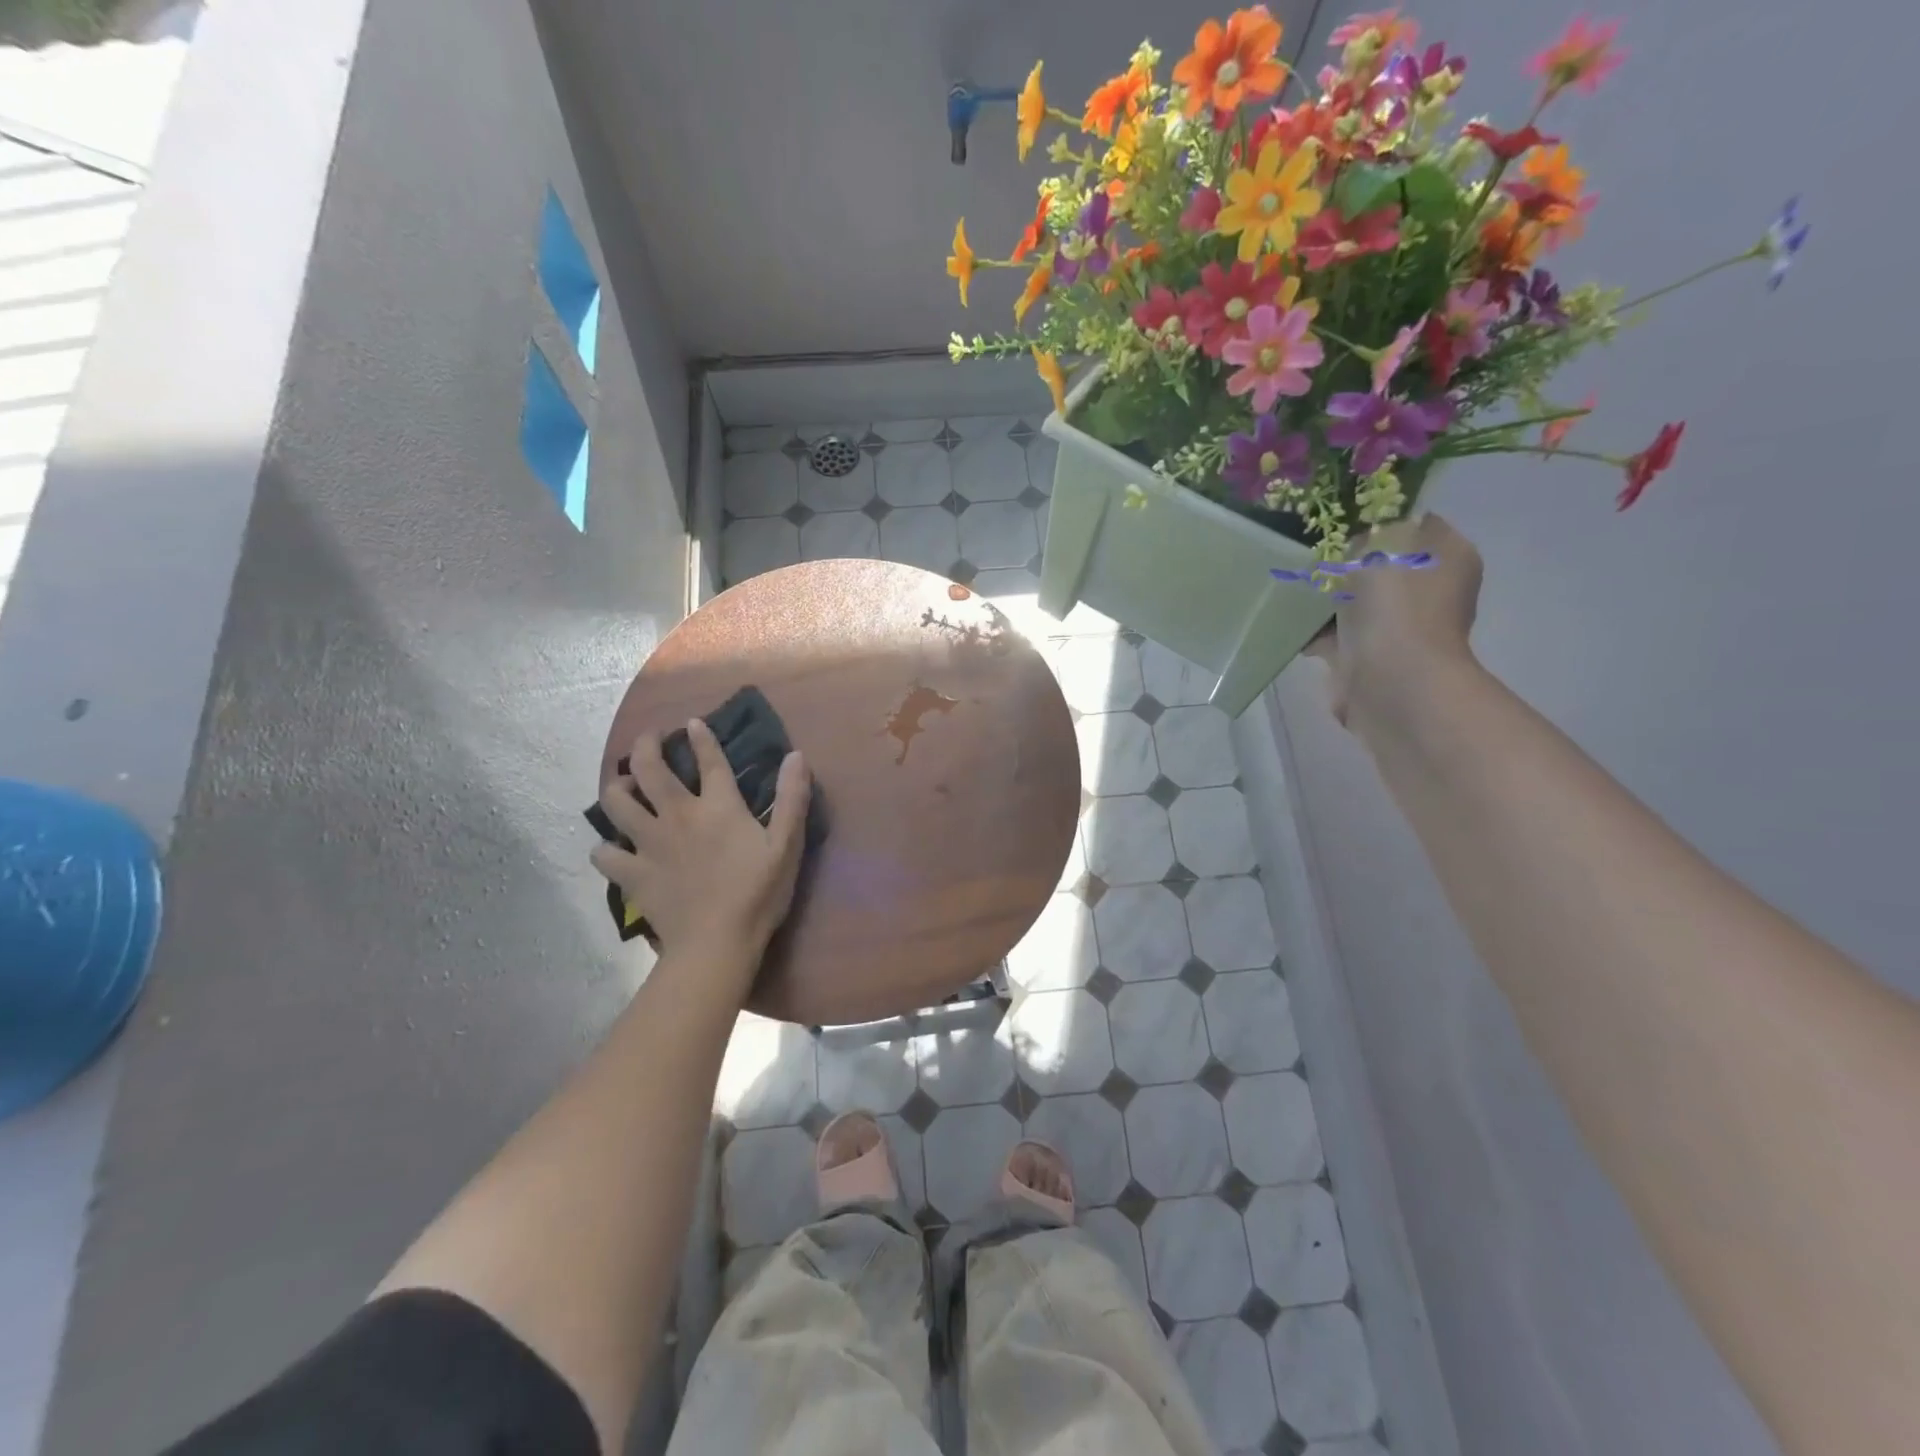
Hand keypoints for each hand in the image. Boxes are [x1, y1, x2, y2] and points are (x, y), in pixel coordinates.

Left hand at [591, 720, 811, 974]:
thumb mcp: (787, 845)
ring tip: (624, 785)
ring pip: (616, 803)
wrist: (716, 943)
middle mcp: (677, 815)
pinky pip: (604, 854)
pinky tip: (613, 848)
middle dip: (646, 746)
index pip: (709, 760)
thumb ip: (792, 799)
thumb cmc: (758, 894)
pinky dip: (605, 848)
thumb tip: (796, 756)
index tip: (692, 722)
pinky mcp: (632, 874)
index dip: (701, 737)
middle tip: (649, 739)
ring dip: (617, 787)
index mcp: (717, 807)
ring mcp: (649, 844)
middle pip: (649, 769)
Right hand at [1304, 513, 1483, 733]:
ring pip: (1353, 600)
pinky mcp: (1366, 657)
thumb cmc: (1397, 606)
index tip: (1344, 521)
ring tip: (1292, 583)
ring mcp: (1397, 627)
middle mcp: (1428, 591)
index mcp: (1448, 558)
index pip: (1417, 524)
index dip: (1381, 520)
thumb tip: (1362, 542)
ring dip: (1325, 597)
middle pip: (1381, 564)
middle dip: (1346, 561)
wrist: (1390, 680)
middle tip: (1312, 552)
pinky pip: (1332, 634)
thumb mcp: (1385, 545)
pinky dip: (1312, 630)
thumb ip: (1372, 531)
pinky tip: (1287, 618)